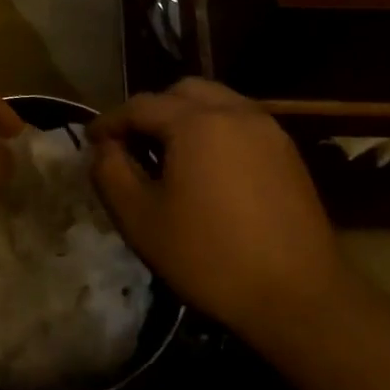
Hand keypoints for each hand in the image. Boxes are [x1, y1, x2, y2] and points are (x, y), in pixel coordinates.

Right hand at [88, 78, 360, 337]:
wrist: (298, 296)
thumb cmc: (209, 257)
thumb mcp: (140, 219)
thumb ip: (111, 173)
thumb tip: (105, 148)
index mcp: (196, 122)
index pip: (141, 105)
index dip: (110, 121)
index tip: (91, 141)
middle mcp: (235, 112)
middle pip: (183, 92)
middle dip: (151, 111)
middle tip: (132, 144)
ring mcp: (268, 130)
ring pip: (217, 103)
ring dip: (185, 118)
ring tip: (168, 156)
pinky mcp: (288, 153)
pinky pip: (241, 124)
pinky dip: (215, 132)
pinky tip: (207, 170)